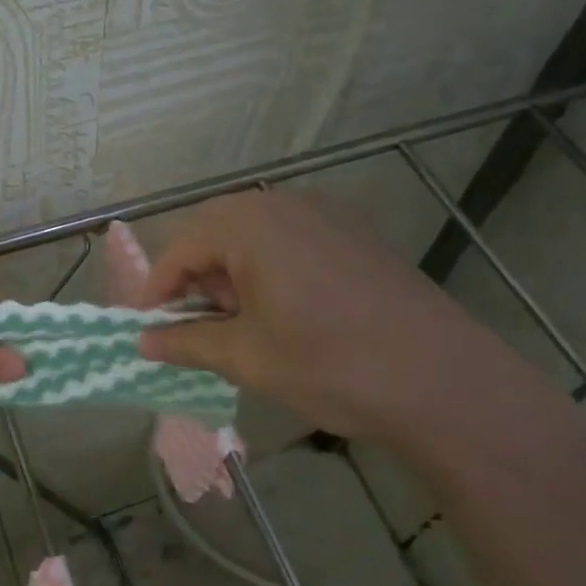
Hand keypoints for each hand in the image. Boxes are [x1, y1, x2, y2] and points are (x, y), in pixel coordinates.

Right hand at [137, 190, 498, 440]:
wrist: (443, 380)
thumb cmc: (330, 365)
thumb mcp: (246, 357)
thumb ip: (186, 342)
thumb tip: (142, 343)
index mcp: (250, 225)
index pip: (181, 247)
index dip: (157, 288)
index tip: (148, 327)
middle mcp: (285, 204)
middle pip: (215, 230)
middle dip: (195, 276)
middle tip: (194, 324)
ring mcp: (326, 214)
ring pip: (254, 232)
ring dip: (231, 271)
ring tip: (239, 322)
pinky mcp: (356, 233)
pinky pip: (291, 238)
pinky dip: (268, 267)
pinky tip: (284, 311)